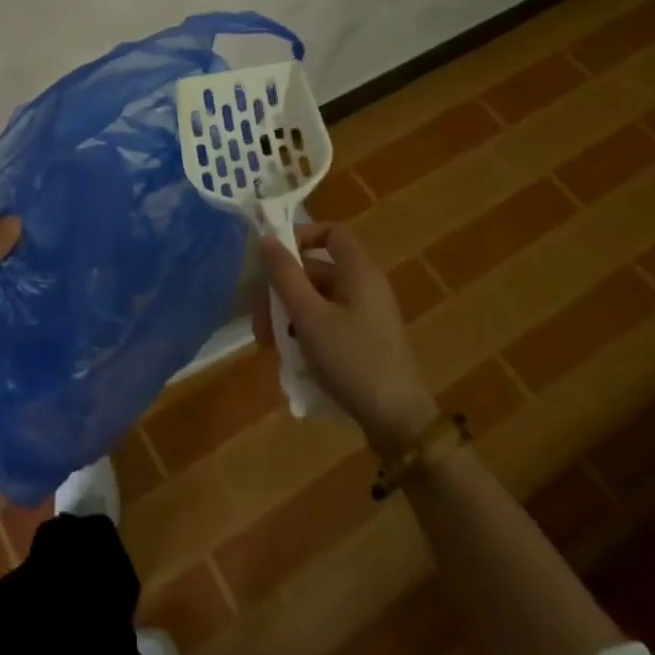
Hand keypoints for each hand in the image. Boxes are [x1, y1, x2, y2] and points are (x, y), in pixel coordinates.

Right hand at [258, 223, 438, 457]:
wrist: (397, 421)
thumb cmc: (351, 359)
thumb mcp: (309, 316)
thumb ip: (285, 276)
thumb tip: (265, 239)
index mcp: (359, 272)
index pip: (331, 233)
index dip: (301, 236)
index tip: (271, 257)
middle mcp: (365, 287)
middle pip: (318, 270)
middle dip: (283, 288)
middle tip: (257, 316)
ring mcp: (366, 316)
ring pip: (319, 299)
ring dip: (289, 313)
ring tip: (267, 342)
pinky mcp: (364, 341)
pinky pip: (328, 322)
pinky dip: (306, 330)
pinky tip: (289, 355)